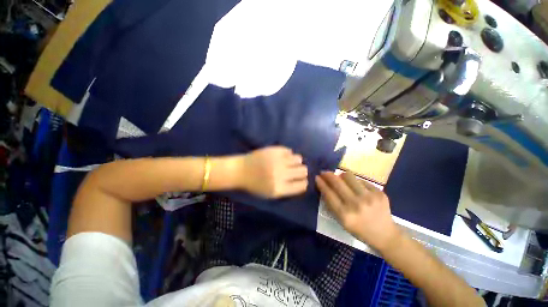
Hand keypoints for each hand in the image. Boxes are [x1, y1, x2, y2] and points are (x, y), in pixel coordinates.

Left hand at [240, 146, 307, 197]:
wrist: (241, 171)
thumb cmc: (255, 185)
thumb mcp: (271, 194)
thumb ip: (288, 189)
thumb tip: (303, 182)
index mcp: (280, 188)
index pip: (302, 185)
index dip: (304, 182)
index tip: (302, 180)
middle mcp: (281, 174)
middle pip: (303, 171)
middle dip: (302, 171)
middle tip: (296, 170)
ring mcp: (278, 160)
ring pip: (298, 159)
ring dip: (296, 161)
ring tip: (289, 162)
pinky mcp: (274, 150)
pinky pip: (289, 151)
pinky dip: (288, 154)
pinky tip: (283, 156)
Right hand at [316, 171, 400, 251]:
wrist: (385, 235)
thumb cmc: (359, 229)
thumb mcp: (341, 221)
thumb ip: (331, 204)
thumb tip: (324, 186)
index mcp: (345, 215)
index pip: (328, 194)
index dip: (321, 183)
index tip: (317, 177)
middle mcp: (356, 204)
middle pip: (337, 182)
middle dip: (328, 175)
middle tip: (324, 172)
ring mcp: (369, 197)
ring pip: (348, 176)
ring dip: (340, 175)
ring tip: (340, 177)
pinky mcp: (379, 192)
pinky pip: (361, 180)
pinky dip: (354, 181)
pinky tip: (355, 186)